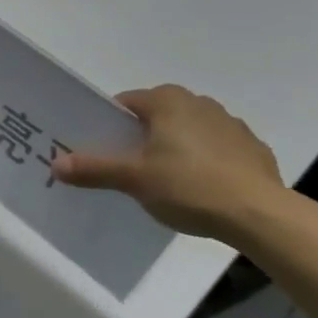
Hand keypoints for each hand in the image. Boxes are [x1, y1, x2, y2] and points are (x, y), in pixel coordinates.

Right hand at [50, 85, 284, 241]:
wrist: (261, 216)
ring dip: (176, 149)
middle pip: (156, 117)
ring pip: (188, 132)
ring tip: (168, 183)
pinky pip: (217, 151)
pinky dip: (207, 163)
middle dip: (142, 139)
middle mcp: (198, 102)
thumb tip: (55, 164)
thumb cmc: (189, 186)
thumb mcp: (133, 179)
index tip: (105, 151)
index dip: (110, 127)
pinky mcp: (253, 149)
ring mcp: (230, 124)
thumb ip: (94, 169)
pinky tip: (203, 190)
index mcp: (166, 101)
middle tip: (131, 170)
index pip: (125, 104)